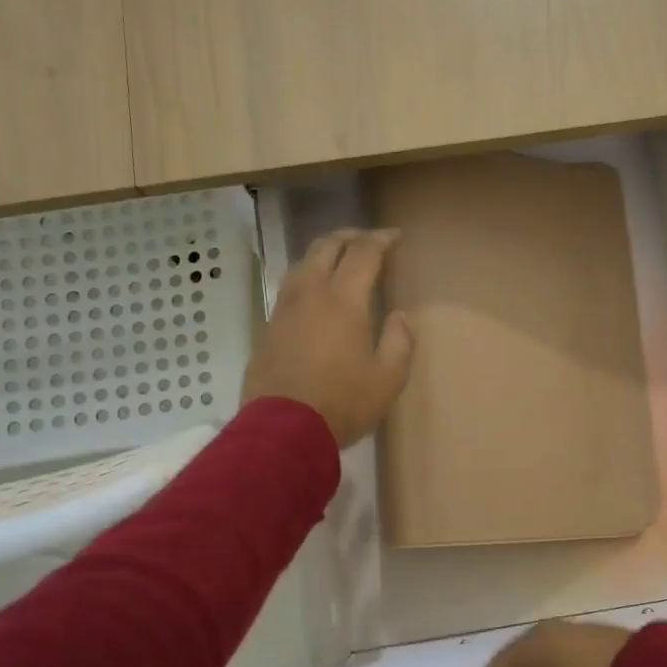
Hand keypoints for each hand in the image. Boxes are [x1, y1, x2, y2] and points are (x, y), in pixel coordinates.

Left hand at [241, 228, 414, 448]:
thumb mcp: (388, 378)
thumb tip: (399, 317)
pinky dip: (306, 277)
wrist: (283, 430)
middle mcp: (310, 293)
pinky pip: (289, 288)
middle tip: (367, 240)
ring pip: (301, 264)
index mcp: (343, 299)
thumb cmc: (343, 403)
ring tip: (338, 260)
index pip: (363, 253)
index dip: (381, 239)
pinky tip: (314, 294)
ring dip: (323, 253)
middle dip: (349, 236)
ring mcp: (284, 309)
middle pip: (326, 246)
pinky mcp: (268, 328)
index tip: (395, 236)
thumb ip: (399, 342)